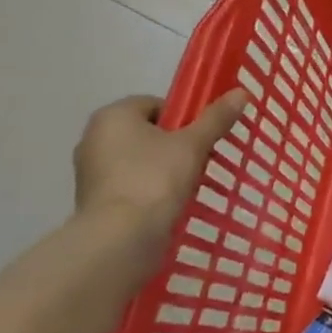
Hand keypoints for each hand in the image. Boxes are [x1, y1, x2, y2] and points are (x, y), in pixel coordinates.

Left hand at [73, 91, 249, 240]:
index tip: (202, 135)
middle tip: (200, 157)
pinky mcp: (93, 200)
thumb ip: (215, 118)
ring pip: (138, 159)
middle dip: (174, 143)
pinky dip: (148, 188)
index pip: (155, 104)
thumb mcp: (193, 145)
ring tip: (189, 182)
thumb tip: (241, 93)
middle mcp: (94, 138)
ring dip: (162, 167)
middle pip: (146, 132)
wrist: (120, 239)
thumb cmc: (154, 179)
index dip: (183, 117)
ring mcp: (90, 172)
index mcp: (113, 116)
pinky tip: (169, 202)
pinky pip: (129, 183)